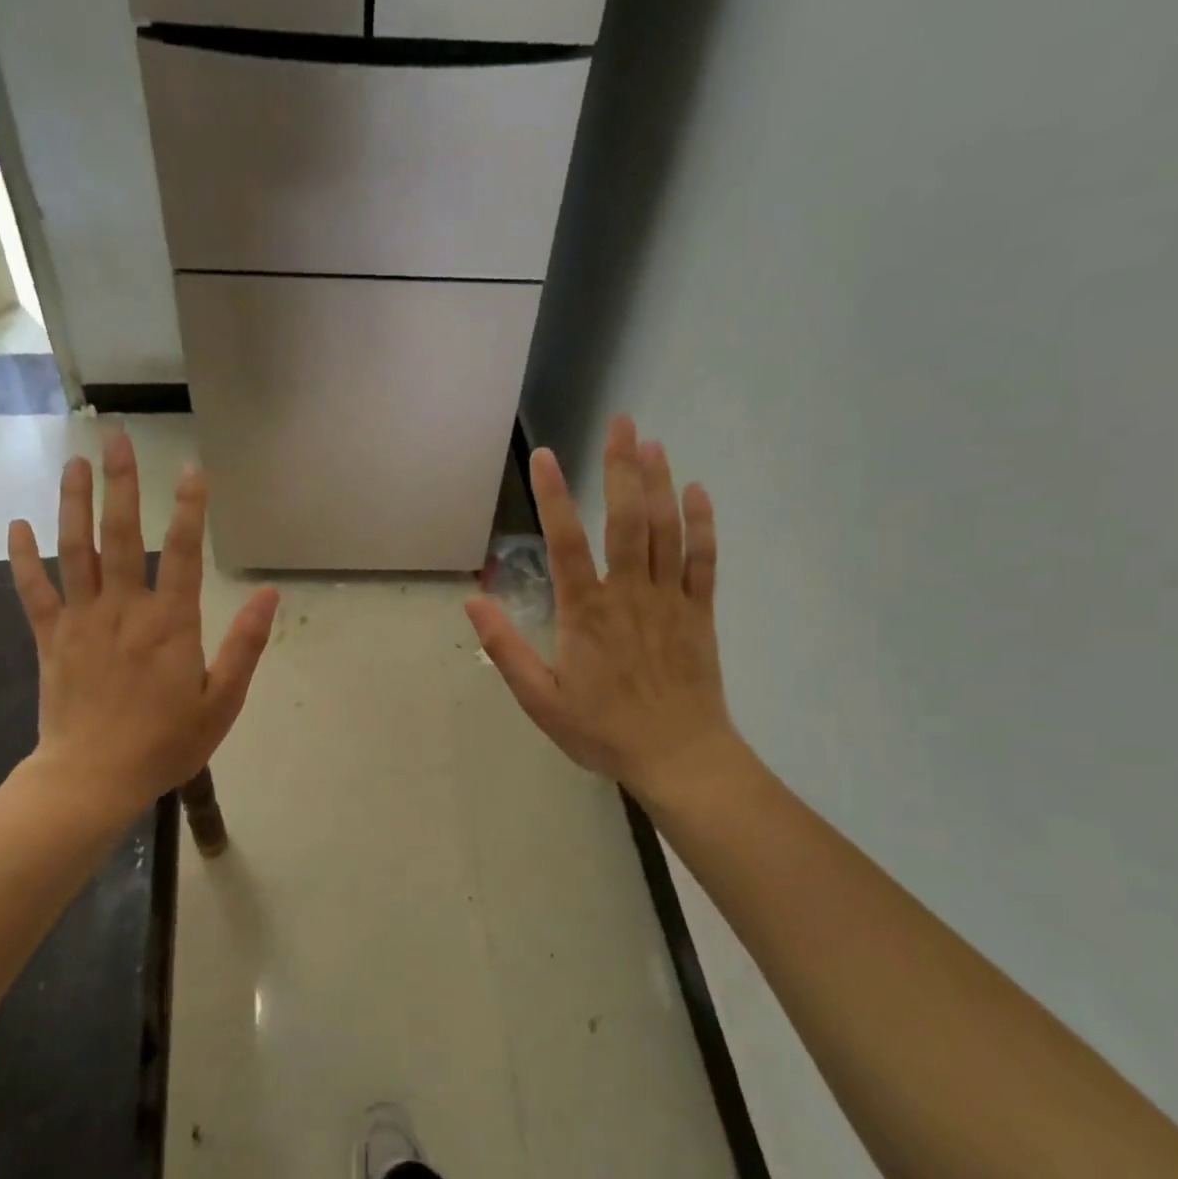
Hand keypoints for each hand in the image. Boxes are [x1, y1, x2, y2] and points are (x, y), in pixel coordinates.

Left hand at [7, 431, 278, 822]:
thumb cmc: (166, 743)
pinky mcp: (50, 637)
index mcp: (170, 624)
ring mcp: (81, 620)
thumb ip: (245, 646)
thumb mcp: (222, 702)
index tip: (191, 468)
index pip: (184, 553)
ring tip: (74, 463)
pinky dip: (22, 557)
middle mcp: (124, 609)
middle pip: (121, 535)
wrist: (93, 778)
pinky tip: (17, 524)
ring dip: (74, 503)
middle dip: (121, 484)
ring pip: (75, 550)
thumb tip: (269, 595)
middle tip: (114, 438)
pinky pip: (33, 590)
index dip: (189, 508)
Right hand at [465, 416, 744, 803]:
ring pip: (666, 530)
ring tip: (652, 442)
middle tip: (621, 422)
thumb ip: (506, 647)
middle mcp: (629, 594)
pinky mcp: (700, 613)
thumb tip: (473, 599)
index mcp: (586, 613)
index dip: (554, 495)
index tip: (544, 456)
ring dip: (659, 483)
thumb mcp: (539, 699)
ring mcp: (670, 600)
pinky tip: (697, 492)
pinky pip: (704, 560)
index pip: (566, 541)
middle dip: (622, 467)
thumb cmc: (602, 730)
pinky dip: (701, 524)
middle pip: (626, 519)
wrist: (677, 756)